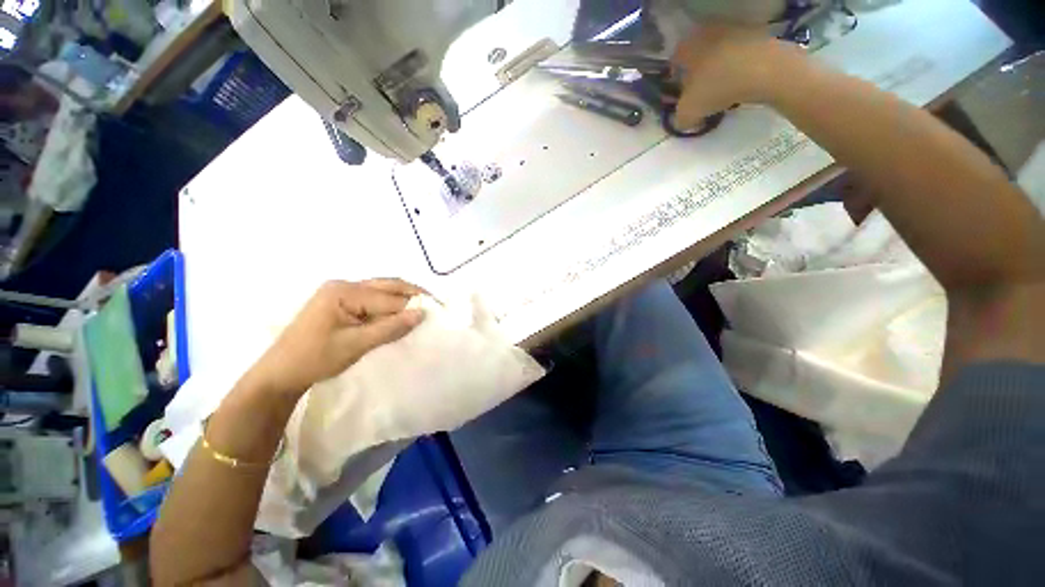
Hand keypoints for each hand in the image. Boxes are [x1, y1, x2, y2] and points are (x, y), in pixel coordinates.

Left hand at [247, 279, 425, 395]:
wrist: (280, 373)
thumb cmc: (315, 359)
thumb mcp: (356, 345)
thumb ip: (390, 328)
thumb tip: (422, 314)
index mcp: (344, 292)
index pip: (388, 298)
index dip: (413, 306)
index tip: (436, 312)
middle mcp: (344, 285)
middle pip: (387, 285)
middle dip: (412, 294)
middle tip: (435, 304)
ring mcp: (341, 293)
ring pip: (382, 290)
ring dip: (402, 299)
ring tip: (422, 309)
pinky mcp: (341, 303)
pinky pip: (373, 299)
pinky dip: (390, 305)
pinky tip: (400, 314)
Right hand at [671, 25, 802, 127]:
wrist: (767, 69)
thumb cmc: (718, 86)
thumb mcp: (689, 111)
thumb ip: (680, 118)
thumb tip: (683, 120)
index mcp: (690, 46)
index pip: (675, 59)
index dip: (674, 77)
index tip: (678, 92)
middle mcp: (710, 34)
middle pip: (698, 55)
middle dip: (697, 73)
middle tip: (699, 93)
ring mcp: (736, 32)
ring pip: (720, 55)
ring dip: (719, 71)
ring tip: (721, 92)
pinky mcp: (759, 37)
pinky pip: (741, 57)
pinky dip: (738, 70)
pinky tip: (740, 86)